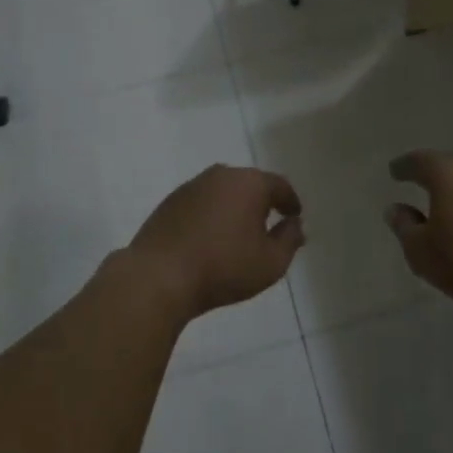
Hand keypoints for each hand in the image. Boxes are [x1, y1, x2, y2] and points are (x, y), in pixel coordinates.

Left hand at [127, 164, 304, 318]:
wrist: (158, 277)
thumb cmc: (223, 268)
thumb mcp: (271, 262)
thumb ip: (290, 239)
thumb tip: (294, 224)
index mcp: (249, 183)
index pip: (279, 185)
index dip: (290, 201)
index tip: (294, 216)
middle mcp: (221, 175)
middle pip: (250, 184)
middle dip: (262, 202)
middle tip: (268, 225)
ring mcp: (192, 186)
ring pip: (223, 192)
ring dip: (234, 207)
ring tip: (238, 233)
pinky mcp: (170, 202)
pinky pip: (202, 203)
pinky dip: (211, 215)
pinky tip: (210, 237)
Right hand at [384, 152, 452, 316]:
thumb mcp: (423, 252)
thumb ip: (405, 228)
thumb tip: (396, 209)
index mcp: (448, 173)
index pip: (419, 161)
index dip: (404, 167)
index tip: (395, 171)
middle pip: (450, 164)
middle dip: (434, 173)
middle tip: (421, 182)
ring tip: (448, 204)